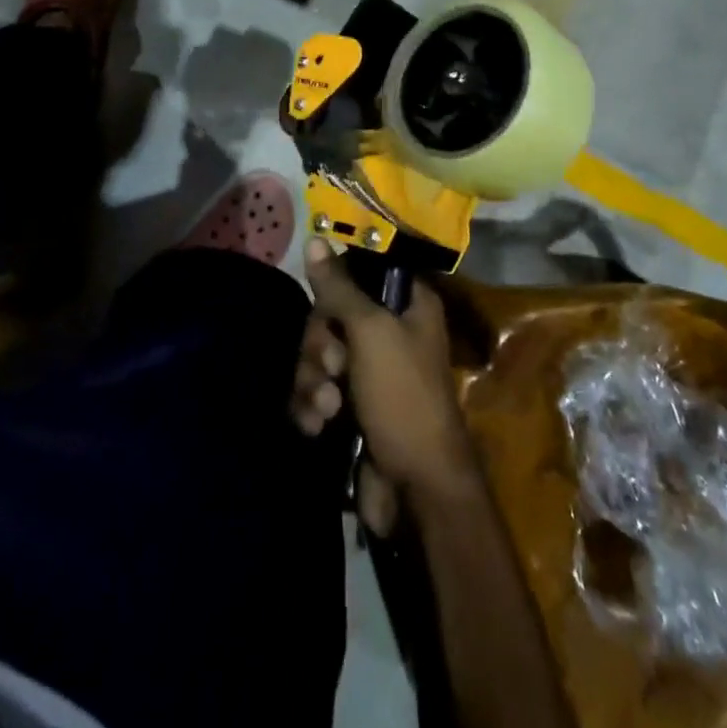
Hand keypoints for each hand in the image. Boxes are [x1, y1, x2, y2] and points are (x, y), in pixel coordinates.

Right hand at [295, 239, 479, 531]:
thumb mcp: (370, 332)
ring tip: (327, 408)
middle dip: (320, 343)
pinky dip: (311, 406)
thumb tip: (315, 238)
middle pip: (331, 314)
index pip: (360, 270)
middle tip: (332, 366)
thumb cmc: (402, 397)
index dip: (336, 284)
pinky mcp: (349, 406)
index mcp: (407, 303)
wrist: (415, 490)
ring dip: (313, 380)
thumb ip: (339, 287)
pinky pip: (315, 389)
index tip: (325, 302)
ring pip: (318, 354)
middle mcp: (389, 330)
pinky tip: (318, 426)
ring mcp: (368, 371)